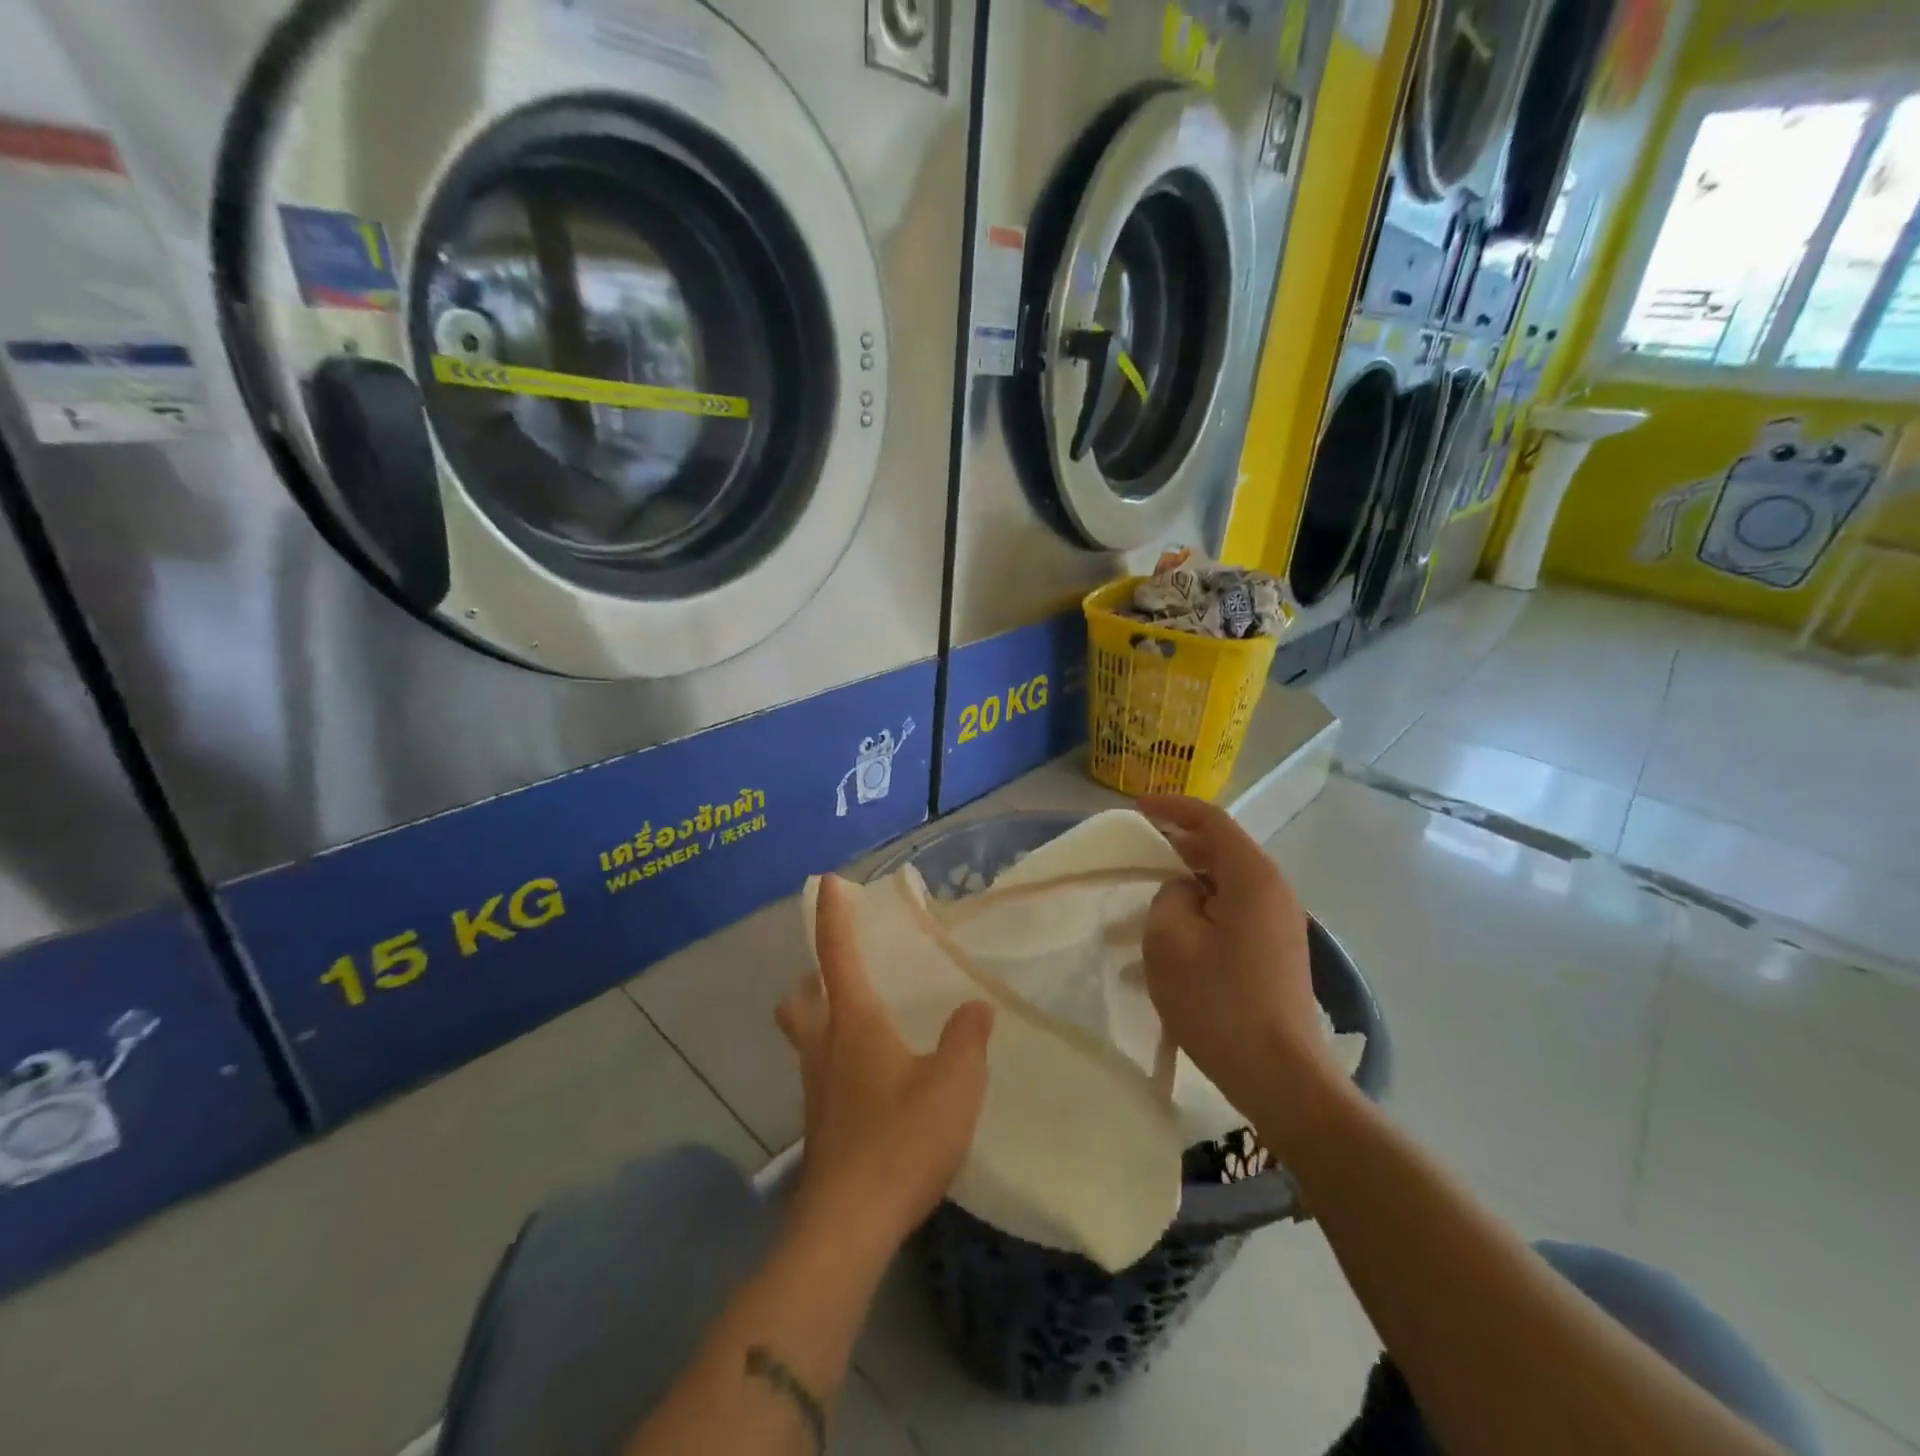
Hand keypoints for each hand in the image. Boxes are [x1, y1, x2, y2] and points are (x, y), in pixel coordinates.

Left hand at [776, 875, 994, 1251]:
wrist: (848, 1226)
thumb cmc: (901, 1142)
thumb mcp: (954, 1085)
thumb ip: (967, 1039)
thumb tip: (975, 1007)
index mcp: (854, 1024)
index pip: (836, 955)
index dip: (833, 916)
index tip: (829, 882)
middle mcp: (825, 1048)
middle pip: (800, 1000)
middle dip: (811, 977)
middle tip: (840, 971)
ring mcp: (816, 1089)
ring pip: (805, 1038)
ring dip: (819, 1018)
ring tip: (861, 1021)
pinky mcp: (820, 1126)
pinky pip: (820, 1073)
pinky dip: (836, 1059)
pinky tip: (871, 1080)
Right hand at [1138, 796, 1344, 1147]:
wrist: (1282, 1078)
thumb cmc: (1219, 1004)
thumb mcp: (1170, 941)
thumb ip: (1168, 897)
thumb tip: (1183, 892)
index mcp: (1252, 877)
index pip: (1211, 820)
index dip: (1172, 808)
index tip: (1137, 809)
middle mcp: (1275, 890)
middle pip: (1222, 848)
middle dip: (1179, 844)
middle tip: (1138, 853)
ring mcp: (1281, 922)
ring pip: (1227, 882)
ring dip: (1189, 880)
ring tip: (1151, 895)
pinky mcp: (1278, 950)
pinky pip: (1235, 910)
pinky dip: (1204, 907)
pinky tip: (1177, 934)